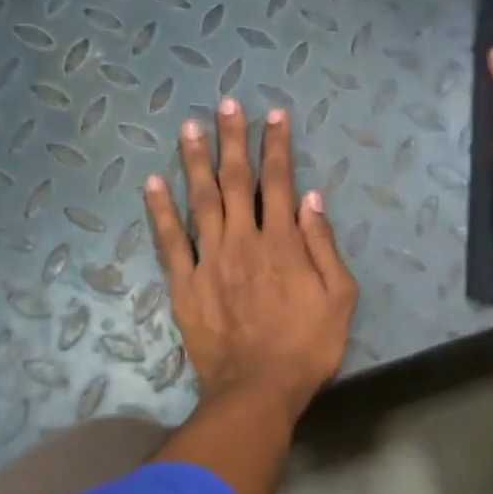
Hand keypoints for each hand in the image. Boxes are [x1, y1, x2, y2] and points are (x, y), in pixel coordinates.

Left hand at [145, 97, 358, 427]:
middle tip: (225, 105)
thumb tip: (311, 198)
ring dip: (195, 162)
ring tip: (188, 128)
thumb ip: (324, 246)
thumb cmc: (307, 346)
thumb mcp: (339, 298)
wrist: (258, 389)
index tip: (274, 114)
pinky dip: (160, 211)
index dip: (277, 146)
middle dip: (232, 140)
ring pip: (200, 200)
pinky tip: (152, 183)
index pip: (280, 182)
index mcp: (283, 243)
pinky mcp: (185, 284)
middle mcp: (244, 240)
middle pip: (236, 181)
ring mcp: (210, 260)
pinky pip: (169, 241)